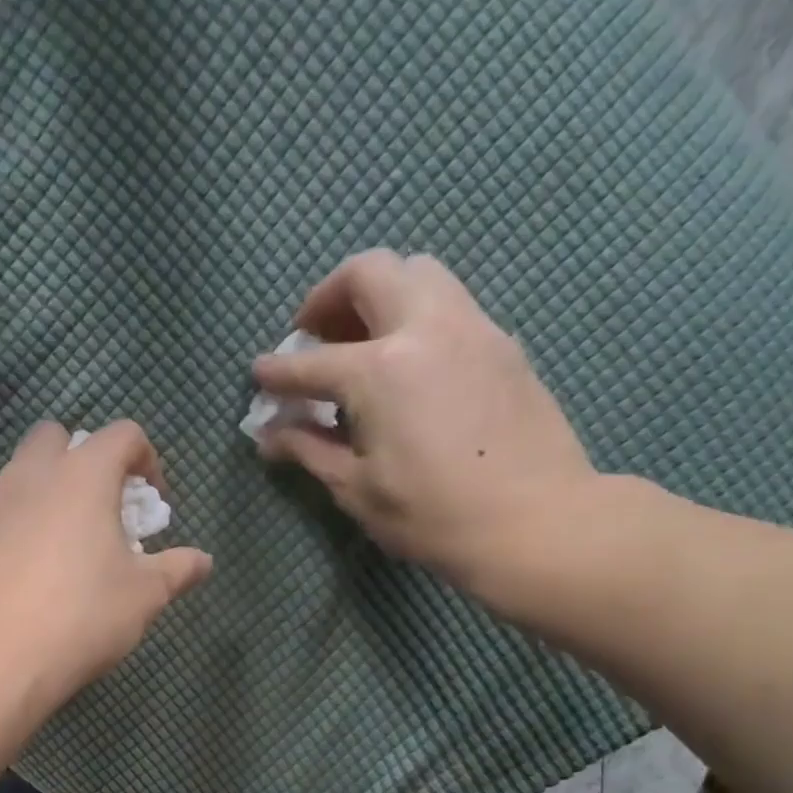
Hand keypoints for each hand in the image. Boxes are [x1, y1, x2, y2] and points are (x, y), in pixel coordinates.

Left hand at [0, 420, 211, 708]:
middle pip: (57, 437)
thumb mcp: (144, 595)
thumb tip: (203, 561)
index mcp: (83, 474)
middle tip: (105, 506)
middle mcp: (34, 476)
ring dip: (53, 488)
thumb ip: (177, 569)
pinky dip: (27, 520)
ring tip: (74, 540)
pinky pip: (6, 510)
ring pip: (25, 471)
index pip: (122, 434)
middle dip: (86, 458)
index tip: (155, 503)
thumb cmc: (81, 616)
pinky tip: (40, 569)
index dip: (148, 460)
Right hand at [253, 251, 601, 600]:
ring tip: (360, 341)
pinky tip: (407, 363)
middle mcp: (425, 328)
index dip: (276, 371)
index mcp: (379, 370)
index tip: (258, 373)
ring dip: (378, 294)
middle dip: (328, 296)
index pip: (310, 362)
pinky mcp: (502, 342)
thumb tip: (270, 434)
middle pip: (370, 272)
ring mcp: (471, 327)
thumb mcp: (355, 488)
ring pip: (418, 273)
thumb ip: (308, 449)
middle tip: (312, 336)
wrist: (535, 520)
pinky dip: (415, 315)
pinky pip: (449, 303)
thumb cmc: (432, 514)